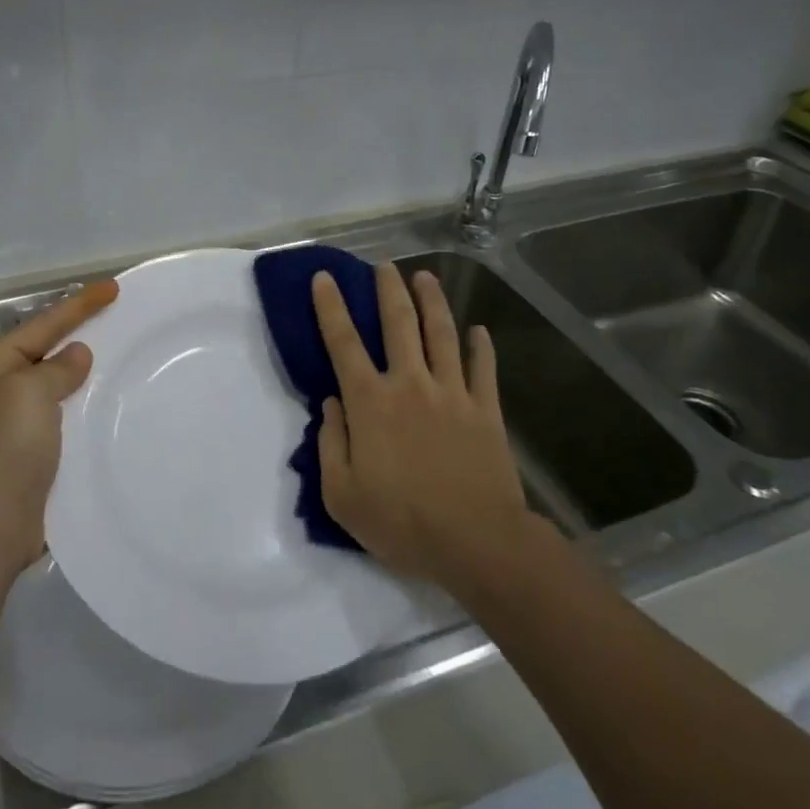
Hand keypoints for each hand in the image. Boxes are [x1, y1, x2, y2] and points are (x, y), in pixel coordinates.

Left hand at [0, 281, 118, 584]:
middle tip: (120, 321)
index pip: (41, 326)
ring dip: (87, 379)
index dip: (78, 305)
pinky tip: (112, 411)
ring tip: (124, 363)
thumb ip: (56, 369)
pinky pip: (65, 423)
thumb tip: (76, 356)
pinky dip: (86, 413)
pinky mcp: (32, 460)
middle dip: (81, 337)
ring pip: (58, 391)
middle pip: (47, 355)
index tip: (113, 288)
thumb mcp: (28, 393)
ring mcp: (14, 430)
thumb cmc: (3, 450)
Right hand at [311, 263, 532, 591]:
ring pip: (441, 333)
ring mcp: (452, 393)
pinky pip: (482, 368)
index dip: (331, 307)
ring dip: (432, 301)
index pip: (343, 343)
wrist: (476, 543)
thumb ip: (331, 443)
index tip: (324, 278)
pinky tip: (479, 330)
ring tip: (426, 277)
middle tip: (385, 265)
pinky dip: (480, 346)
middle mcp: (410, 384)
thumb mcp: (342, 495)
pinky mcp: (485, 409)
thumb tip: (332, 404)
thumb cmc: (402, 523)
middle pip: (398, 323)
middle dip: (389, 289)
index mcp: (370, 403)